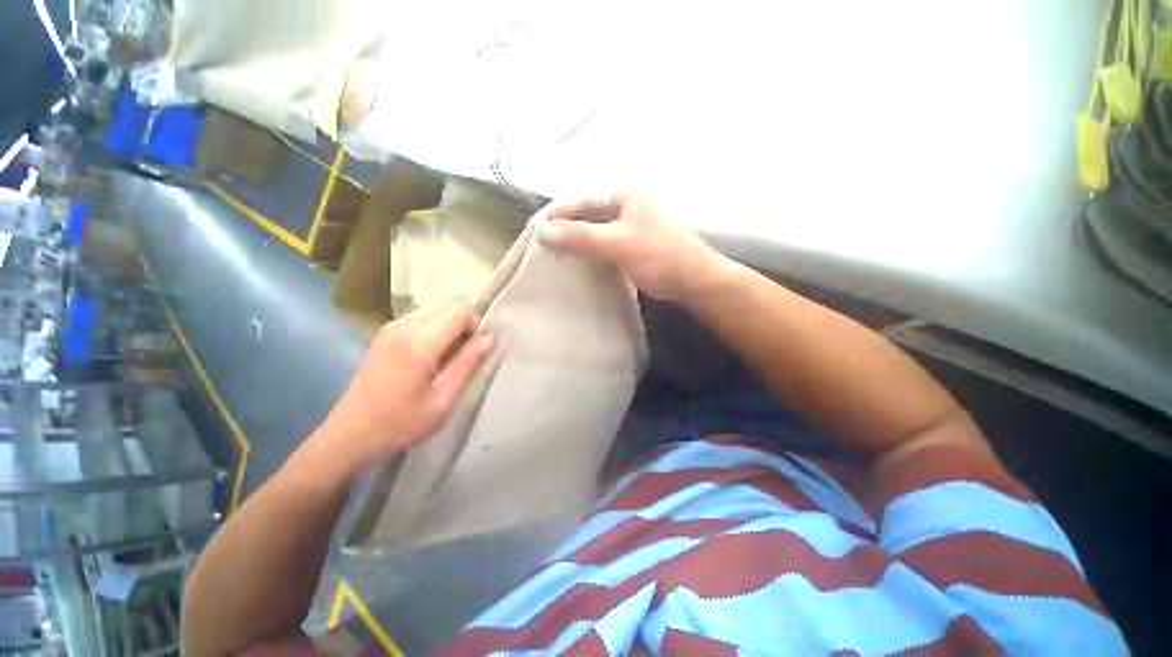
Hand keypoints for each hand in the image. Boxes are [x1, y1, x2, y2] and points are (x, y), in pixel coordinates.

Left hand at [316, 298, 494, 467]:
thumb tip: (490, 337)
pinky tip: (431, 357)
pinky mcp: (385, 333)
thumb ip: (467, 364)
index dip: (476, 324)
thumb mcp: (442, 400)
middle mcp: (403, 325)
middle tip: (465, 354)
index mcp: (418, 342)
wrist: (348, 435)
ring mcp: (391, 326)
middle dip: (466, 323)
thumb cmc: (399, 423)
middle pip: (449, 303)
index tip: (476, 350)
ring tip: (449, 357)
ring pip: (437, 308)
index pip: (460, 308)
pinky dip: (437, 329)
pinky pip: (423, 317)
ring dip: (451, 326)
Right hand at [539, 193, 732, 302]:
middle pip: (584, 214)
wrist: (693, 282)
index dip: (557, 213)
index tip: (534, 230)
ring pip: (591, 231)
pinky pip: (599, 246)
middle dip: (563, 228)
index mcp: (623, 195)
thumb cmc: (660, 256)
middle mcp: (623, 206)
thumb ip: (581, 236)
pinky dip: (585, 253)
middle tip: (539, 245)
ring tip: (550, 255)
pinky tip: (572, 263)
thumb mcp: (618, 243)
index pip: (582, 199)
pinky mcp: (626, 247)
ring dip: (573, 242)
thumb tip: (543, 232)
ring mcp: (625, 228)